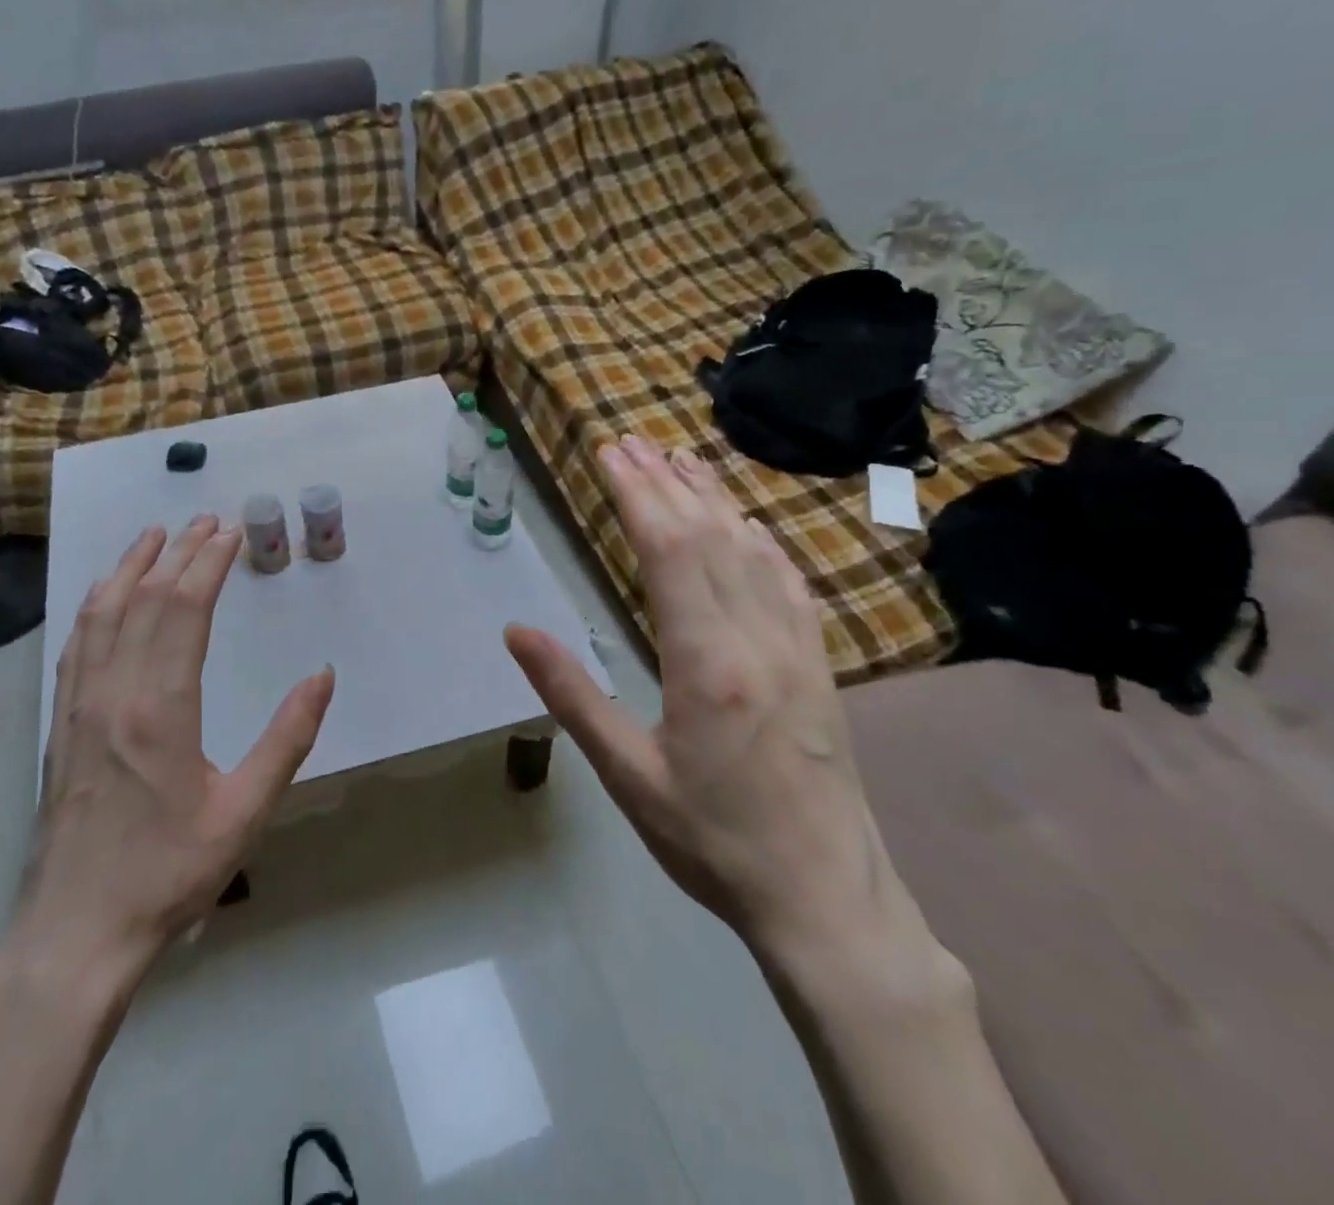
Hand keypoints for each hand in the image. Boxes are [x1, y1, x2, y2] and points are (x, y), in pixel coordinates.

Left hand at [5, 516, 335, 979]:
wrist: (76, 930)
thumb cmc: (168, 872)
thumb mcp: (245, 812)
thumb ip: (288, 739)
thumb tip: (322, 675)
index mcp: (160, 708)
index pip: (183, 610)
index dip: (208, 564)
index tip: (230, 533)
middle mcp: (113, 692)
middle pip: (143, 599)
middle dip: (177, 553)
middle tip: (205, 521)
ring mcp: (78, 705)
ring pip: (101, 613)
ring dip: (129, 567)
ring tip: (153, 535)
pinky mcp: (60, 723)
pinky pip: (76, 644)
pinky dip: (94, 605)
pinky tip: (104, 594)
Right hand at [505, 436, 899, 961]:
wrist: (826, 899)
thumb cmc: (712, 840)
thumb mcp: (628, 774)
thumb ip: (572, 695)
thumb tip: (516, 632)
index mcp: (707, 662)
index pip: (669, 551)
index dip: (637, 495)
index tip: (608, 455)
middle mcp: (757, 638)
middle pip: (709, 536)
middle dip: (664, 482)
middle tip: (629, 442)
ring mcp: (797, 648)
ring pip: (752, 550)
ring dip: (712, 499)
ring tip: (679, 459)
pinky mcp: (818, 665)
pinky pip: (788, 582)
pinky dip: (760, 540)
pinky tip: (748, 524)